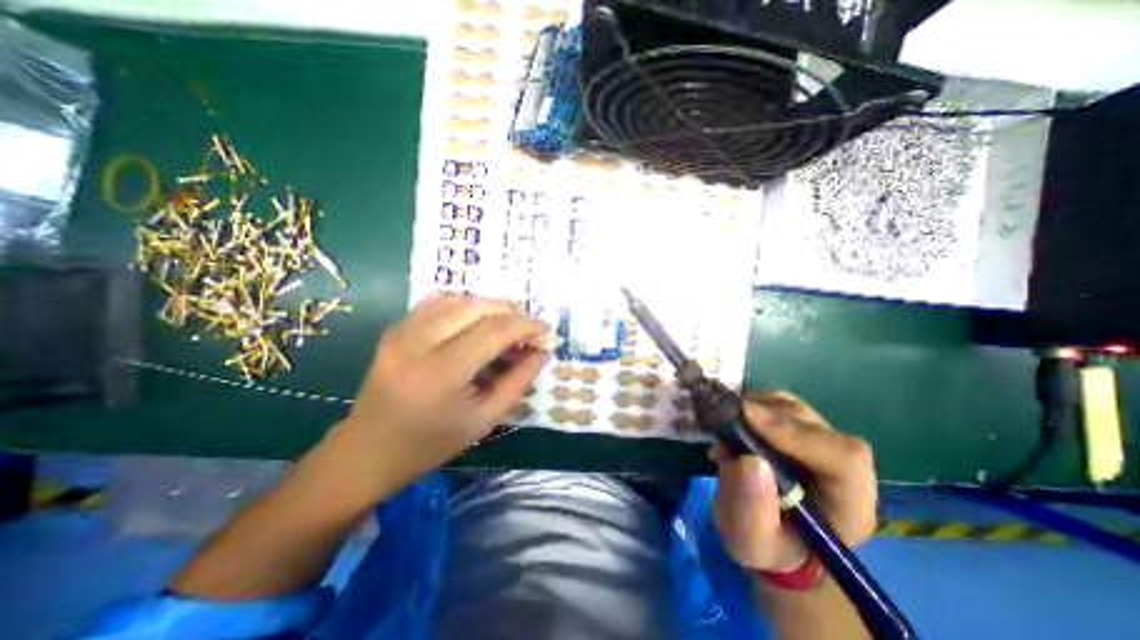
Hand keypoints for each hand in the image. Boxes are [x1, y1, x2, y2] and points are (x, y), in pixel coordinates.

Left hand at [338, 295, 552, 488]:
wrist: (368, 451)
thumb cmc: (431, 444)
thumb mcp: (484, 420)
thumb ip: (518, 382)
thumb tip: (543, 351)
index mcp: (441, 374)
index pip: (495, 331)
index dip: (527, 326)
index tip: (546, 331)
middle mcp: (417, 343)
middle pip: (477, 307)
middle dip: (511, 312)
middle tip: (528, 330)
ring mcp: (401, 332)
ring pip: (457, 298)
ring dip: (489, 306)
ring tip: (506, 325)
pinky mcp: (394, 329)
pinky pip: (436, 302)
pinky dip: (464, 304)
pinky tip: (475, 321)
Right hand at [716, 391, 873, 573]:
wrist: (767, 531)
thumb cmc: (764, 543)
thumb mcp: (750, 540)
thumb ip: (751, 510)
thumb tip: (749, 462)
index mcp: (848, 502)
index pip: (842, 458)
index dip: (795, 433)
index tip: (748, 419)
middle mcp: (840, 464)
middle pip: (811, 423)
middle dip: (764, 417)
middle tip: (724, 421)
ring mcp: (818, 439)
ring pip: (792, 407)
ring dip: (754, 408)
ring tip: (726, 427)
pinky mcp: (796, 425)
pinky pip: (776, 402)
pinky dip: (750, 404)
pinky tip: (733, 422)